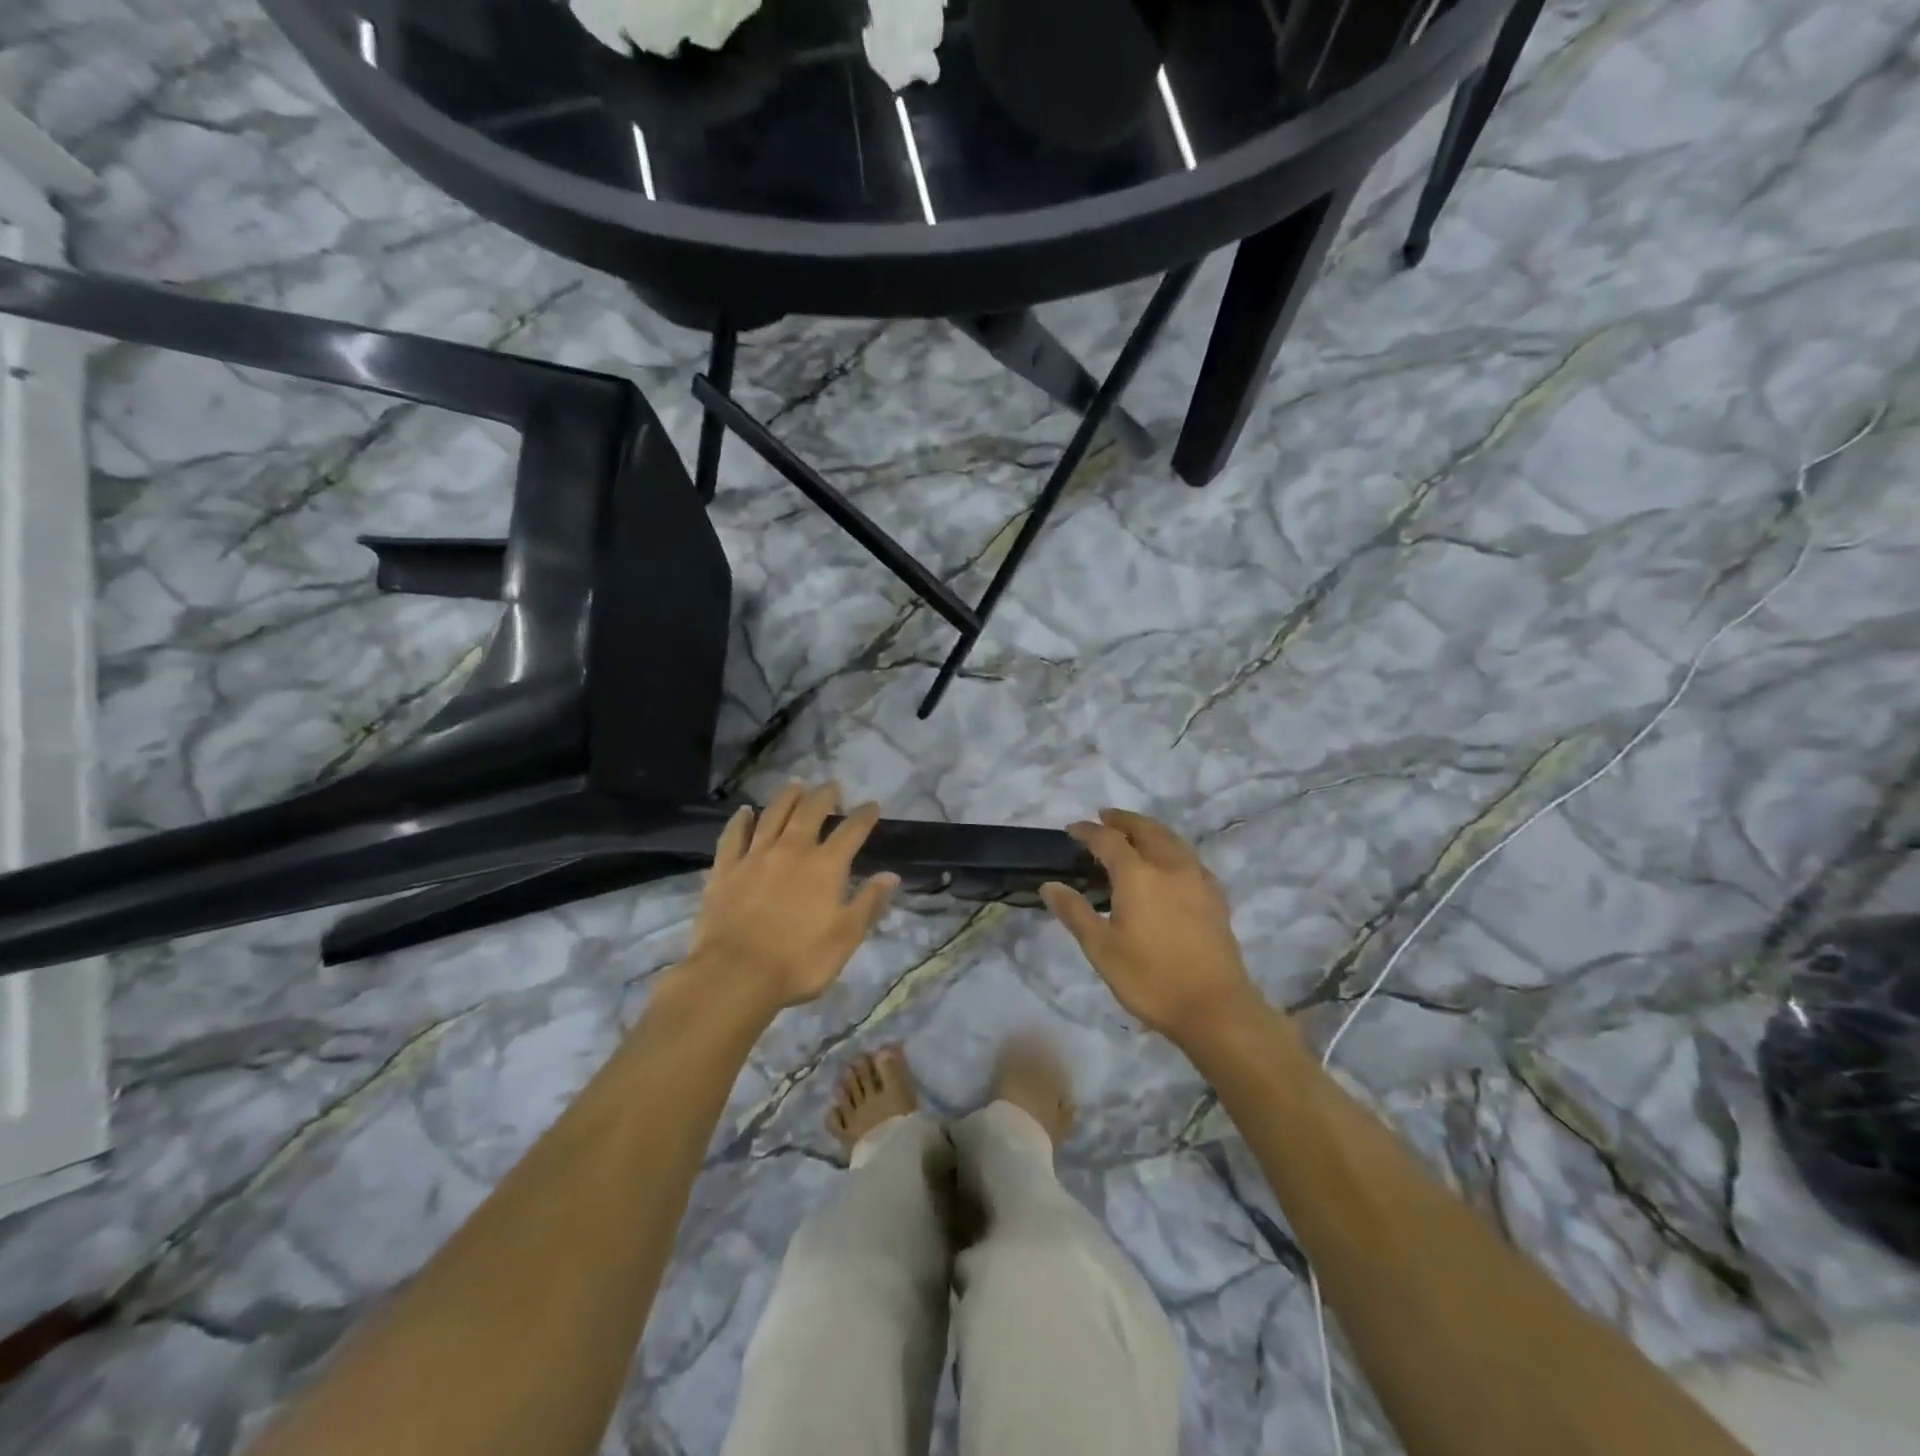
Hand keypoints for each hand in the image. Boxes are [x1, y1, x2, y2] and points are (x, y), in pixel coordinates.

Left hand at [687, 782, 899, 1012]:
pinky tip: (745, 811)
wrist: (735, 975)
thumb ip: (868, 903)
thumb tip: (891, 875)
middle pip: (810, 813)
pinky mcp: (725, 870)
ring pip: (772, 816)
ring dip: (786, 797)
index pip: (851, 832)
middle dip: (824, 796)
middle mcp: (791, 851)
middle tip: (832, 785)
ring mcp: (755, 857)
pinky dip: (740, 820)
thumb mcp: (845, 937)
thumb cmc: (799, 961)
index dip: (864, 816)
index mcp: (825, 867)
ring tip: (796, 784)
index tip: (872, 805)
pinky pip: (733, 836)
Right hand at [1041, 809, 1261, 1046]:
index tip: (1072, 829)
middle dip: (1123, 820)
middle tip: (1105, 817)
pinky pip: (1189, 857)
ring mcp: (1197, 879)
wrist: (1215, 1008)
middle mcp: (1170, 867)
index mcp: (1138, 876)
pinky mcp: (1215, 896)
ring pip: (1172, 839)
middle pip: (1146, 829)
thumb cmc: (1150, 979)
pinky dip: (1171, 848)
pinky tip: (1169, 863)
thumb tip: (1049, 886)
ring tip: (1134, 833)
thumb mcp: (1101, 949)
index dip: (1088, 831)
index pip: (1108, 841)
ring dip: (1149, 829)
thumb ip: (1075, 913)